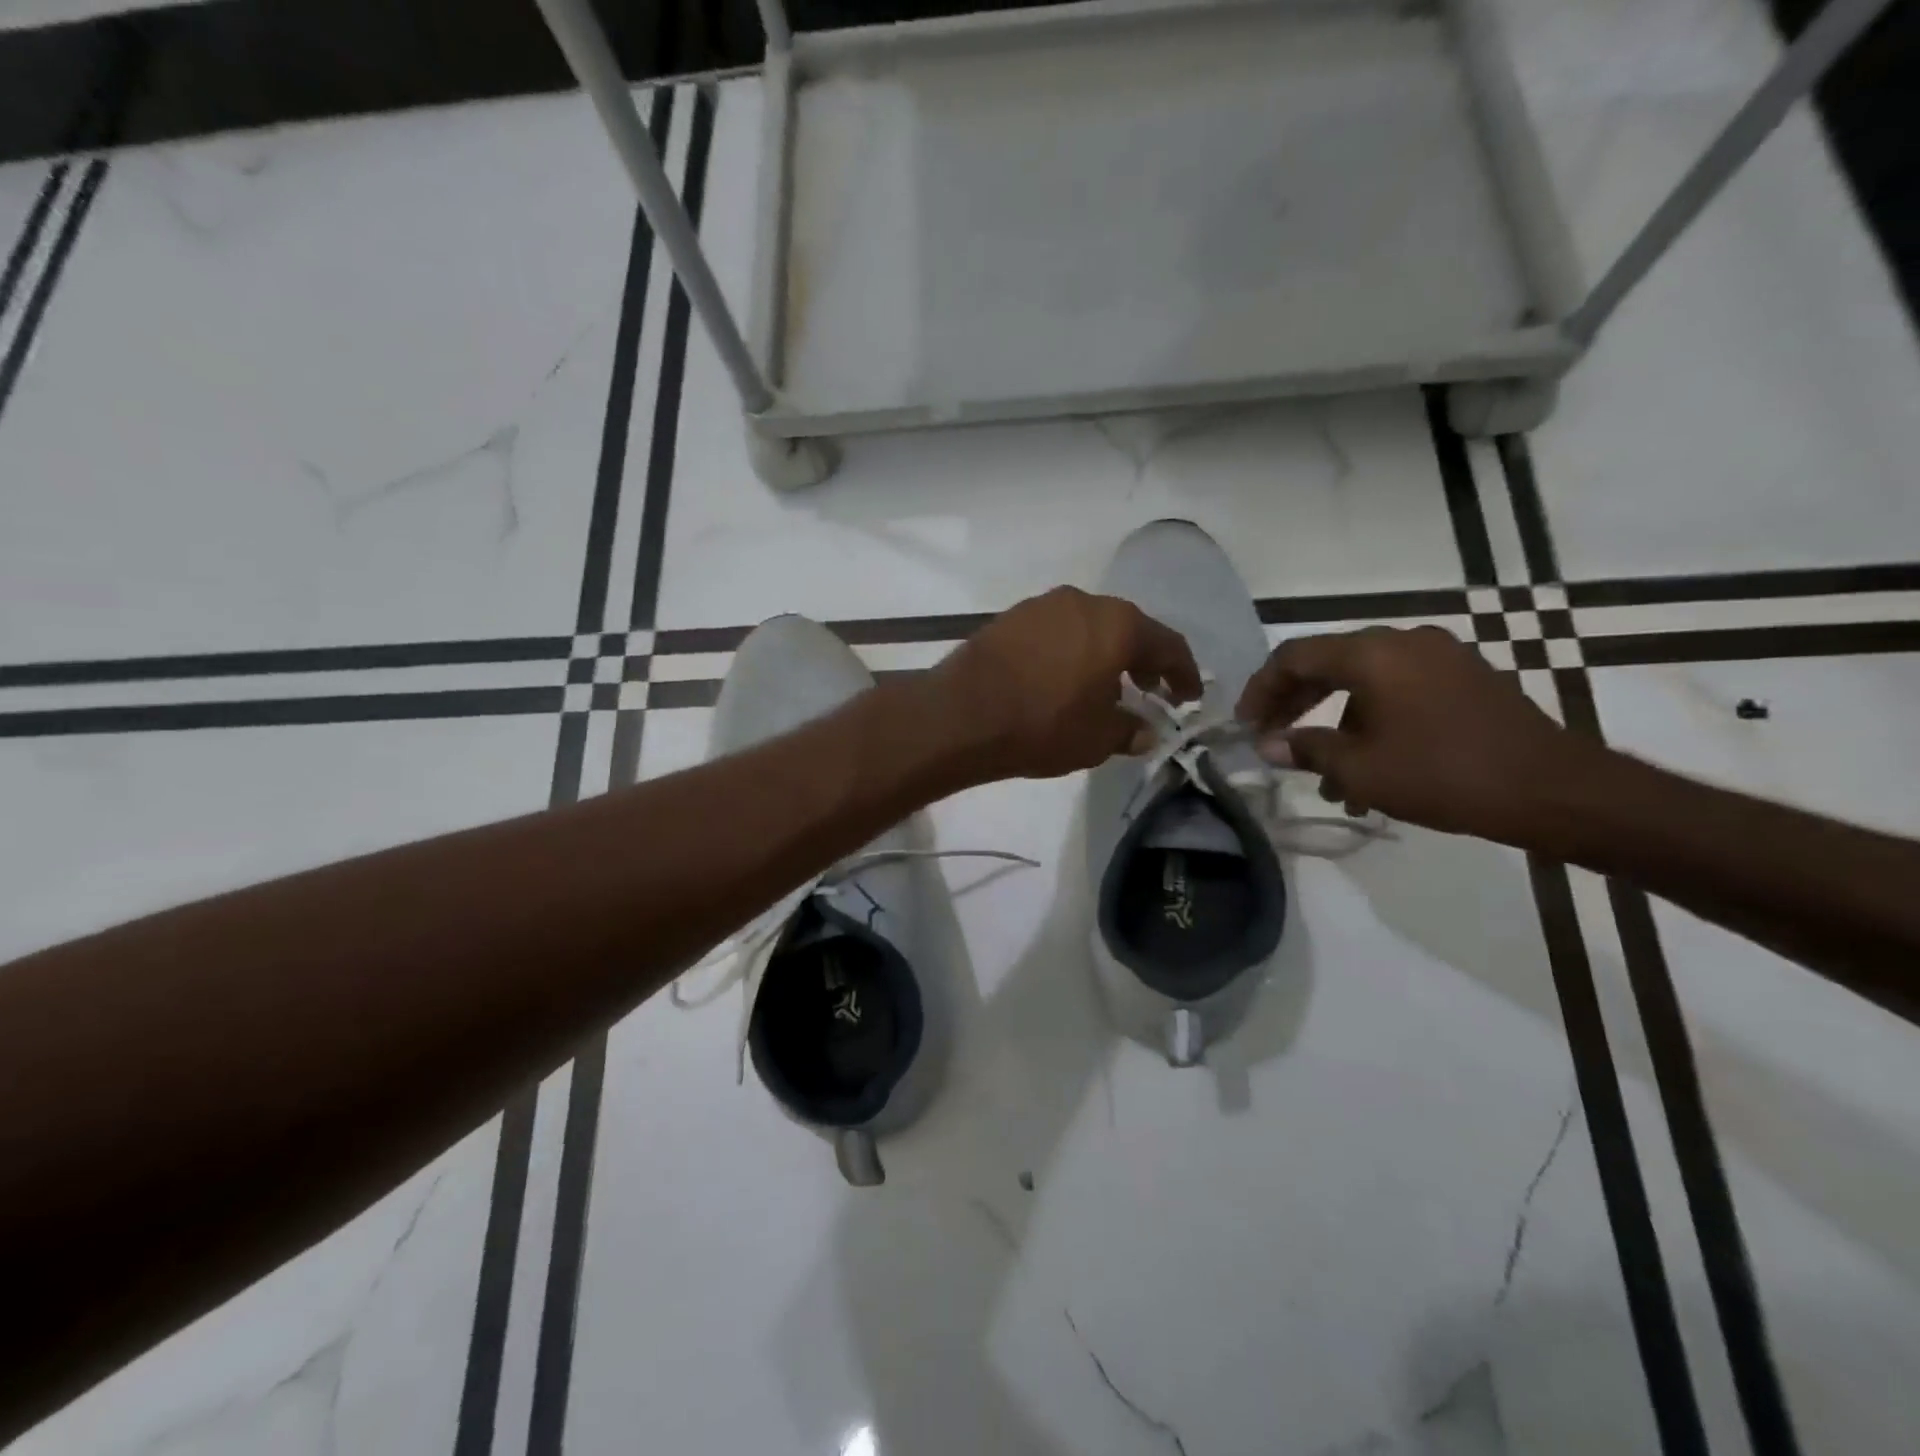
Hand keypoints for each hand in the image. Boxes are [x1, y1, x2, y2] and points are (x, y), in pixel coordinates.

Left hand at [931, 587, 1201, 780]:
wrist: (961, 715)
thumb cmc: (1043, 725)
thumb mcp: (1097, 739)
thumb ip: (1130, 730)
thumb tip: (1145, 732)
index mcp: (1117, 625)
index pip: (1167, 644)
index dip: (1184, 673)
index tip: (1189, 697)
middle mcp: (1083, 602)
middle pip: (1127, 628)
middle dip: (1143, 660)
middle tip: (1149, 690)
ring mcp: (1042, 605)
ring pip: (1089, 626)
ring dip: (1104, 653)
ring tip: (1104, 687)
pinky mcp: (1010, 617)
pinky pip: (1056, 631)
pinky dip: (1071, 651)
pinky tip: (1063, 679)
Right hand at [1236, 625, 1587, 841]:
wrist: (1551, 789)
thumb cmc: (1442, 774)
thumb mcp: (1360, 769)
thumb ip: (1306, 749)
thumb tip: (1268, 745)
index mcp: (1373, 653)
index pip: (1294, 656)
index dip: (1261, 689)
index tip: (1246, 724)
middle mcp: (1404, 641)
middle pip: (1328, 664)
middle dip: (1295, 705)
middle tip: (1272, 741)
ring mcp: (1441, 658)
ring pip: (1365, 683)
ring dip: (1336, 723)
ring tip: (1325, 777)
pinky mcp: (1466, 680)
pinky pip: (1400, 691)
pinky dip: (1372, 721)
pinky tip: (1371, 768)